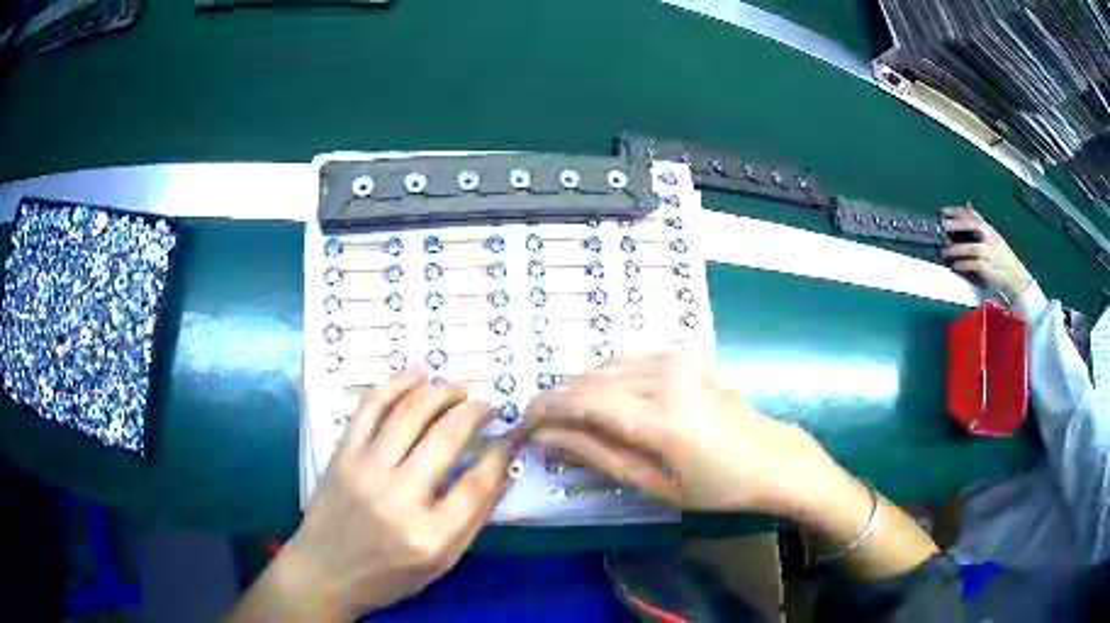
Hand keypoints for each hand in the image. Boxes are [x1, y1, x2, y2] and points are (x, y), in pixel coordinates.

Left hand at [230, 369, 511, 621]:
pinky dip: (396, 384)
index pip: (476, 482)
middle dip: (473, 413)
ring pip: (409, 413)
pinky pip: (371, 408)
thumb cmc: (388, 576)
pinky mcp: (343, 455)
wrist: (324, 572)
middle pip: (445, 437)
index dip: (497, 455)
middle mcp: (398, 497)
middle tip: (486, 407)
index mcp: (430, 535)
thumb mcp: (441, 563)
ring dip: (440, 392)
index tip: (505, 440)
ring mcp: (366, 471)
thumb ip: (472, 518)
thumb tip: (500, 471)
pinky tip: (417, 374)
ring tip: (458, 389)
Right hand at [524, 353, 939, 580]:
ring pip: (606, 364)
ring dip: (581, 389)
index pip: (582, 401)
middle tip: (541, 427)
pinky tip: (604, 399)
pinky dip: (606, 376)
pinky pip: (629, 358)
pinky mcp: (686, 356)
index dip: (544, 410)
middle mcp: (667, 377)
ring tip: (570, 418)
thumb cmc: (718, 488)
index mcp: (661, 419)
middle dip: (558, 400)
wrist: (773, 459)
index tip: (522, 425)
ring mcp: (679, 360)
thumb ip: (599, 455)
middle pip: (590, 379)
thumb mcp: (656, 485)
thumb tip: (549, 437)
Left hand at [941, 205, 1032, 302]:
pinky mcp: (989, 270)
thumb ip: (980, 226)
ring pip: (971, 247)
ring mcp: (990, 254)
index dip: (958, 212)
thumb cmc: (1004, 260)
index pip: (973, 216)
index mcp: (990, 231)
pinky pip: (974, 265)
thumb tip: (967, 208)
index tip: (943, 211)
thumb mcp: (994, 239)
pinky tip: (955, 265)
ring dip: (956, 249)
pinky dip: (964, 265)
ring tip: (945, 251)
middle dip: (958, 223)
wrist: (1018, 280)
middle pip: (973, 225)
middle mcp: (990, 239)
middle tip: (943, 224)